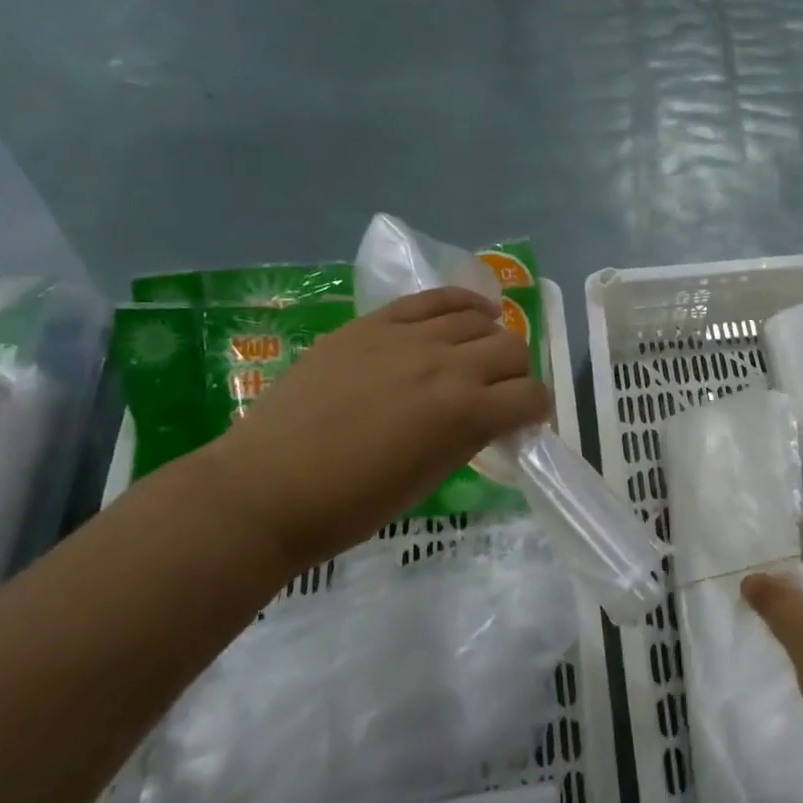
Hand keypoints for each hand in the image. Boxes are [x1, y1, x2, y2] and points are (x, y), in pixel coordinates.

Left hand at [190, 288, 549, 572]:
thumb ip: (471, 436)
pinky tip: (471, 313)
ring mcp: (408, 337)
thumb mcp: (432, 477)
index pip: (532, 397)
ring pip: (479, 319)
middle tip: (496, 393)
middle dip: (516, 374)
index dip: (535, 411)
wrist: (266, 488)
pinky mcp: (374, 323)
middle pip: (513, 349)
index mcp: (466, 414)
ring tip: (475, 356)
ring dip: (488, 340)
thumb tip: (492, 416)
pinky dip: (462, 303)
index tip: (522, 421)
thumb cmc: (352, 504)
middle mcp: (448, 365)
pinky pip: (434, 298)